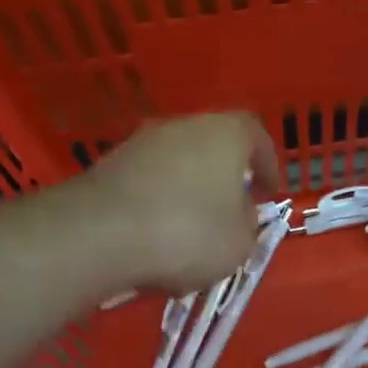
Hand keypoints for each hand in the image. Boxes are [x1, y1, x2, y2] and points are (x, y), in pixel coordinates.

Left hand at [83, 114, 280, 292]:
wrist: (100, 235)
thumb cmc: (187, 233)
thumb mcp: (239, 242)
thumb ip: (248, 223)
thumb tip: (238, 214)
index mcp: (225, 133)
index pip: (257, 135)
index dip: (268, 164)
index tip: (268, 192)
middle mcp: (183, 126)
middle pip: (213, 146)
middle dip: (224, 177)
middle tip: (231, 209)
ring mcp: (141, 142)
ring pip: (177, 164)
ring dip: (188, 191)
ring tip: (190, 230)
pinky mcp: (109, 165)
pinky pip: (147, 182)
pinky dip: (157, 203)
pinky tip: (155, 236)